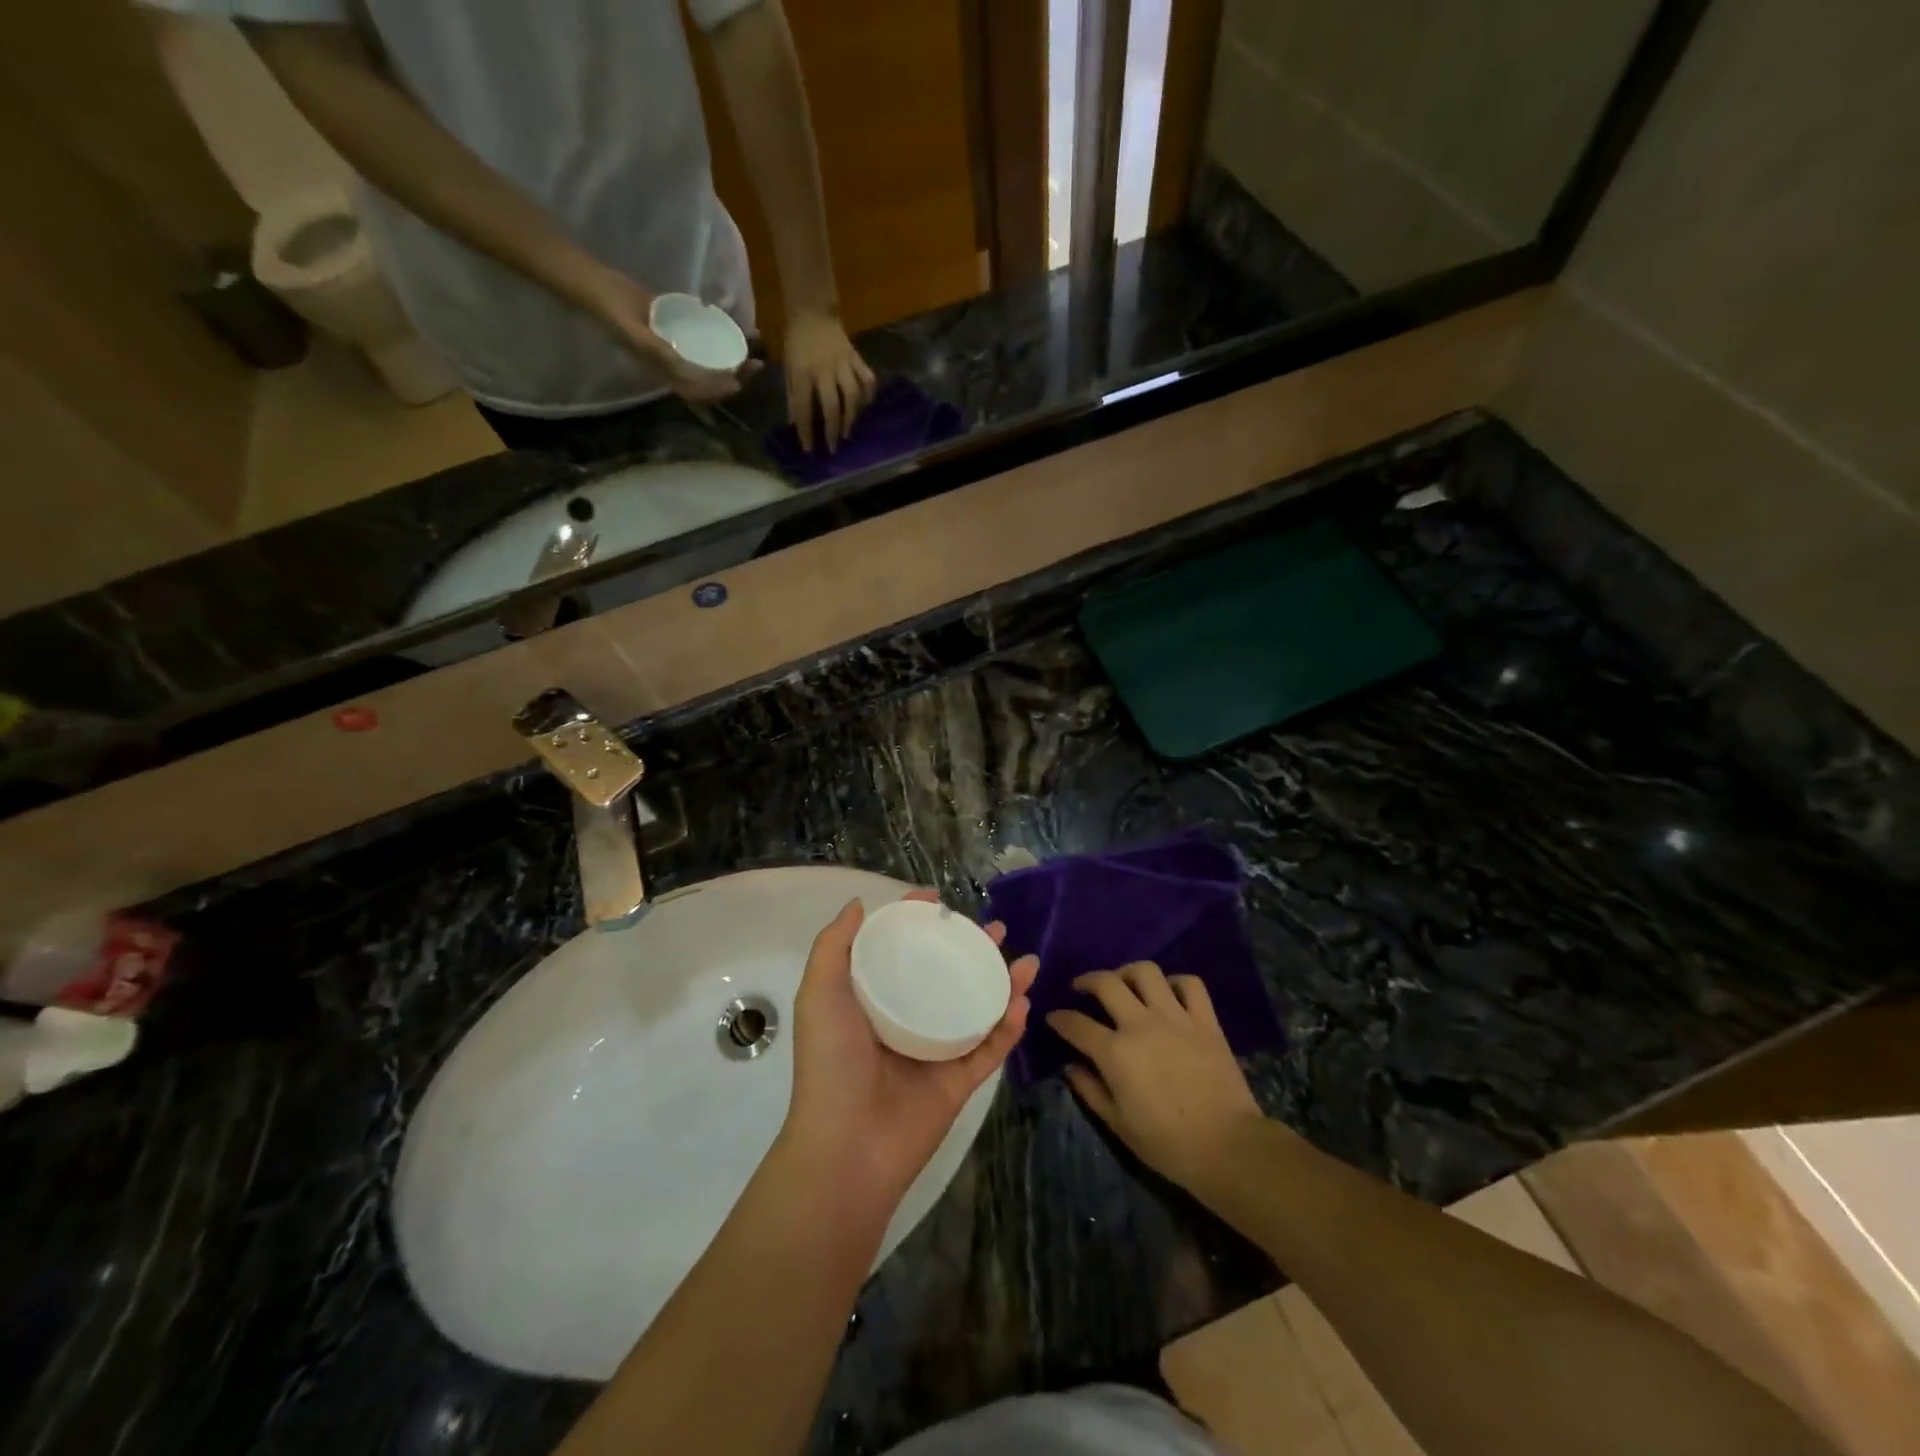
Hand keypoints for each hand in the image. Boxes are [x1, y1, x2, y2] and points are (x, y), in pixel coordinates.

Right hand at [587, 270, 756, 402]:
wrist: (600, 286)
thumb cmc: (614, 313)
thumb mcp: (634, 334)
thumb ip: (658, 352)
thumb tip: (686, 369)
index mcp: (665, 373)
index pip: (698, 390)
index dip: (718, 390)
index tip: (737, 383)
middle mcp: (676, 364)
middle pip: (711, 377)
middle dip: (736, 375)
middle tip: (757, 364)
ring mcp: (680, 347)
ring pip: (713, 359)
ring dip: (735, 358)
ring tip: (755, 349)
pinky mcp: (681, 329)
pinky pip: (707, 338)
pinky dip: (724, 335)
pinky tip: (740, 328)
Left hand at [782, 891, 1036, 1211]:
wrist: (847, 1144)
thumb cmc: (831, 1061)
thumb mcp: (819, 993)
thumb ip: (834, 946)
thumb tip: (857, 904)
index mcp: (875, 999)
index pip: (902, 950)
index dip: (920, 922)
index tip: (939, 901)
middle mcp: (908, 1018)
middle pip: (947, 973)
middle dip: (973, 949)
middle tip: (995, 929)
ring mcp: (937, 1050)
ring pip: (977, 1006)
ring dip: (1003, 982)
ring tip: (1025, 960)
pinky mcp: (960, 1081)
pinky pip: (991, 1048)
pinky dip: (1009, 1026)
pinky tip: (1023, 1001)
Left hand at [783, 310, 875, 452]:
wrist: (813, 310)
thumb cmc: (796, 341)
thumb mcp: (788, 367)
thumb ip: (792, 394)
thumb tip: (795, 422)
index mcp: (802, 372)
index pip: (804, 407)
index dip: (806, 430)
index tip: (809, 449)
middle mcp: (824, 370)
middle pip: (832, 405)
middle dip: (833, 430)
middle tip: (833, 447)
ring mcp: (843, 363)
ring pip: (852, 395)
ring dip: (851, 417)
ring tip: (848, 432)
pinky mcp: (856, 358)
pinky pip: (867, 379)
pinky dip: (869, 394)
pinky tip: (866, 406)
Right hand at [1048, 962, 1267, 1193]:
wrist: (1228, 1147)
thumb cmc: (1168, 1144)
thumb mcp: (1119, 1125)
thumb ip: (1090, 1091)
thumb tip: (1071, 1067)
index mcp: (1115, 1052)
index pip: (1076, 1024)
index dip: (1059, 1018)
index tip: (1053, 1017)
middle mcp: (1141, 1024)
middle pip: (1106, 983)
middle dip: (1087, 980)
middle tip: (1081, 988)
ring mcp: (1176, 1018)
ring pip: (1146, 972)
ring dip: (1128, 973)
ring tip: (1123, 983)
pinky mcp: (1205, 1021)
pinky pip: (1190, 984)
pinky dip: (1176, 983)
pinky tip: (1168, 994)